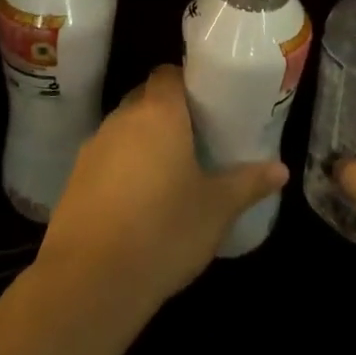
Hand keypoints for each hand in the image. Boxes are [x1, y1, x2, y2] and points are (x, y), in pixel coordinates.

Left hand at [38, 65, 288, 311]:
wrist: (89, 281)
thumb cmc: (164, 230)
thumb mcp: (217, 208)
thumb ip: (248, 183)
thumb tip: (281, 169)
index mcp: (159, 113)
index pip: (168, 73)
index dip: (187, 81)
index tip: (208, 102)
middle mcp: (122, 120)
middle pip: (145, 98)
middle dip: (168, 112)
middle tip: (197, 137)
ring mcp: (92, 148)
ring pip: (124, 129)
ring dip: (144, 141)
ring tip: (171, 171)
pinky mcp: (74, 180)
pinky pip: (106, 159)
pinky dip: (122, 168)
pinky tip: (139, 201)